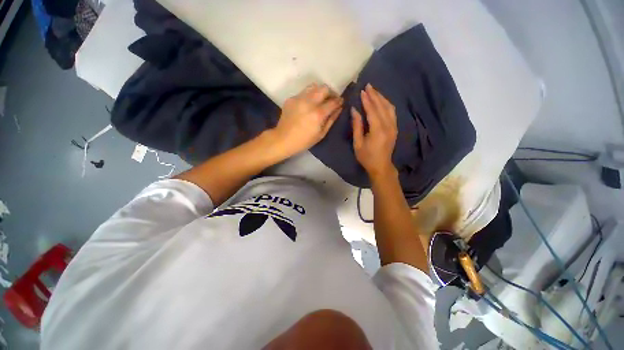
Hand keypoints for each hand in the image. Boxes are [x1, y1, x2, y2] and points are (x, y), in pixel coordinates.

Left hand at [273, 83, 342, 155]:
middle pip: (324, 88)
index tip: (341, 102)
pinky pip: (303, 92)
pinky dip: (309, 96)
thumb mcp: (321, 134)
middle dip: (330, 93)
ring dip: (320, 92)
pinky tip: (307, 105)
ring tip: (320, 100)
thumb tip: (339, 108)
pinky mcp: (291, 98)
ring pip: (313, 86)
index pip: (333, 101)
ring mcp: (298, 99)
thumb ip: (331, 119)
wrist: (283, 139)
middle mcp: (309, 102)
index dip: (339, 101)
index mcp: (318, 114)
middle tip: (331, 100)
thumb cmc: (304, 141)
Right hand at [352, 84, 397, 178]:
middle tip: (368, 85)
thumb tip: (354, 110)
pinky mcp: (395, 128)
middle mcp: (388, 126)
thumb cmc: (366, 157)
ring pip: (389, 107)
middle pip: (382, 106)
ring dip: (382, 98)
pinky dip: (387, 104)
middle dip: (375, 95)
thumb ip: (357, 126)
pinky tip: (382, 101)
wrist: (381, 166)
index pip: (373, 110)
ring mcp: (393, 126)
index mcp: (378, 130)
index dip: (367, 100)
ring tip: (374, 91)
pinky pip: (392, 112)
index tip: (362, 90)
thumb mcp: (358, 143)